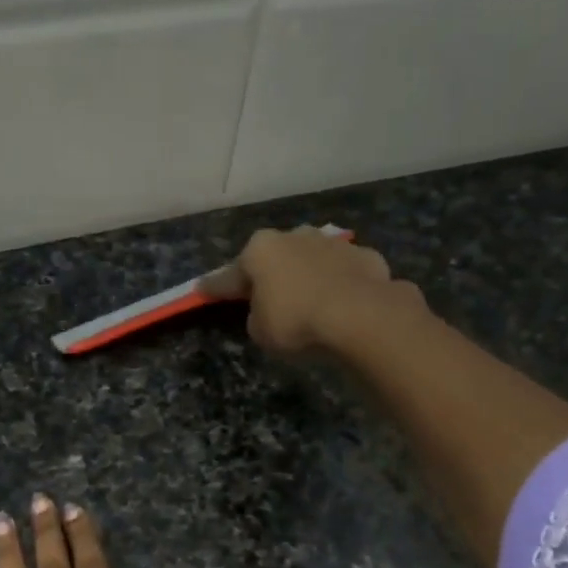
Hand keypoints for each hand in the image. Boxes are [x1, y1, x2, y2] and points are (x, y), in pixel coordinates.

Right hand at [200, 225, 422, 353]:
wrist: (359, 315)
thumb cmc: (295, 321)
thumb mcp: (260, 330)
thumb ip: (257, 315)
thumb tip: (268, 309)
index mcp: (260, 250)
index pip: (229, 275)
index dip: (215, 287)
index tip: (201, 290)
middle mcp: (294, 237)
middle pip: (274, 258)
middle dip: (269, 274)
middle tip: (265, 297)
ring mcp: (332, 243)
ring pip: (311, 259)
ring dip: (306, 275)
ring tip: (308, 299)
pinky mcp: (365, 256)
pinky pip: (343, 273)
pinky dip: (339, 284)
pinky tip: (341, 303)